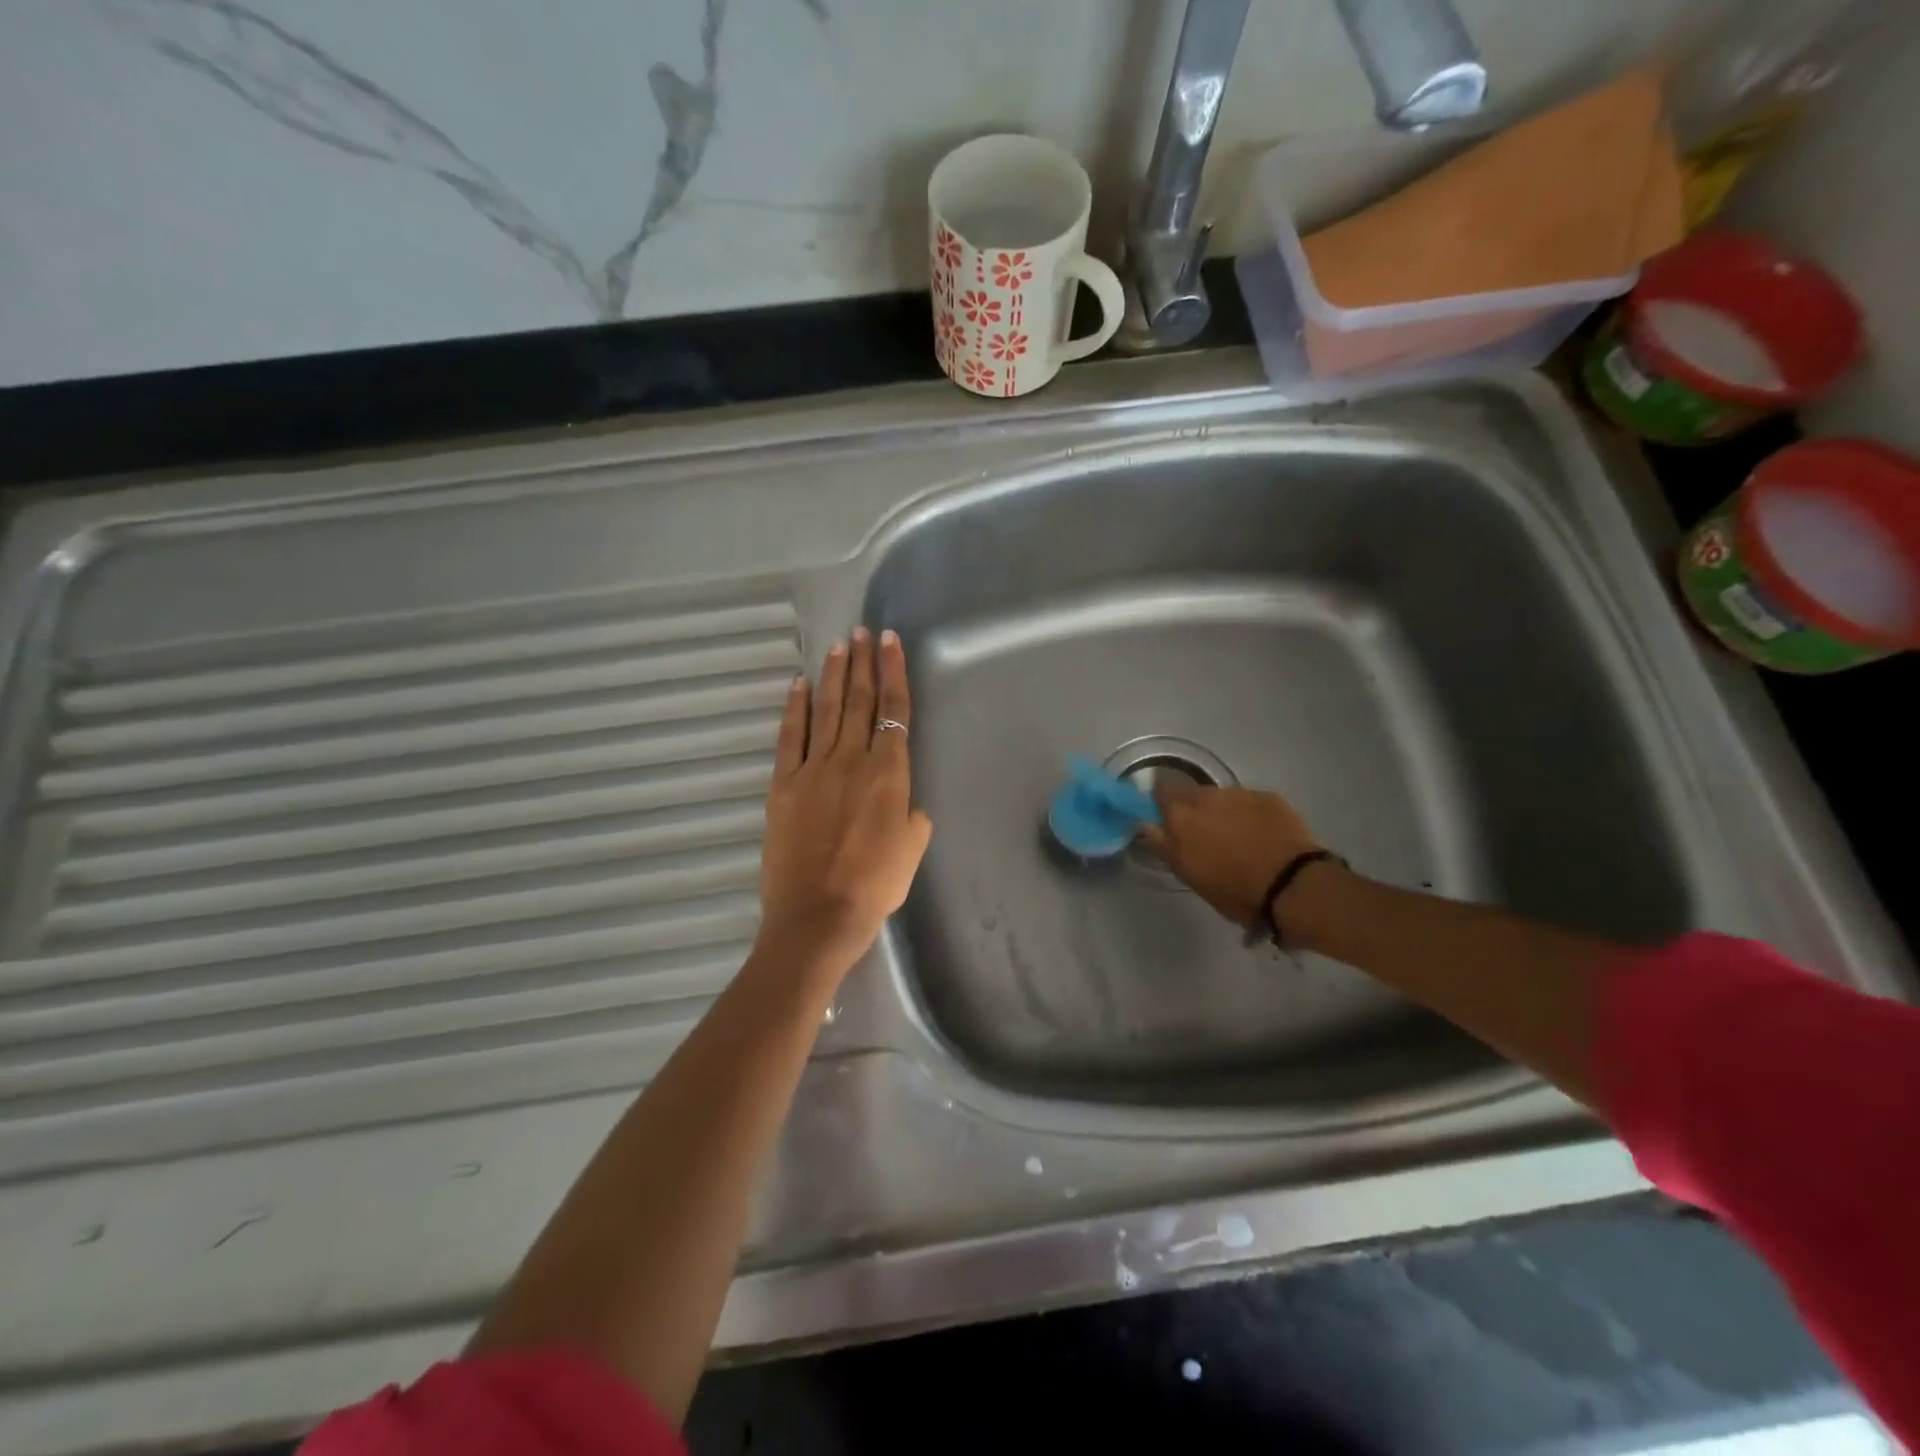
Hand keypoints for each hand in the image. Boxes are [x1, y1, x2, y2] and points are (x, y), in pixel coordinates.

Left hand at [757, 627, 932, 975]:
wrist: (818, 915)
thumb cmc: (875, 887)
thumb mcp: (912, 849)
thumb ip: (912, 815)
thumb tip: (903, 802)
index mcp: (889, 774)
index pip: (894, 711)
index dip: (893, 673)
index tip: (890, 642)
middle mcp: (851, 760)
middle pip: (860, 701)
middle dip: (863, 662)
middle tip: (862, 632)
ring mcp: (813, 769)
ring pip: (827, 710)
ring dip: (834, 676)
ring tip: (838, 646)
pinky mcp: (783, 784)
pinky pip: (790, 737)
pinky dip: (795, 708)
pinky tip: (799, 686)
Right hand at [1138, 780, 1321, 929]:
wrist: (1292, 886)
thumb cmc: (1233, 889)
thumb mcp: (1189, 874)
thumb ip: (1163, 845)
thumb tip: (1146, 825)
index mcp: (1181, 815)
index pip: (1160, 791)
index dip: (1163, 804)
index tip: (1168, 822)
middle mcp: (1208, 796)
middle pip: (1193, 794)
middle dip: (1196, 810)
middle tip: (1205, 837)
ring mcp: (1241, 794)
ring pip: (1223, 798)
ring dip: (1224, 813)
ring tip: (1238, 838)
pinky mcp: (1270, 797)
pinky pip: (1251, 802)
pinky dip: (1252, 815)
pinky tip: (1264, 836)